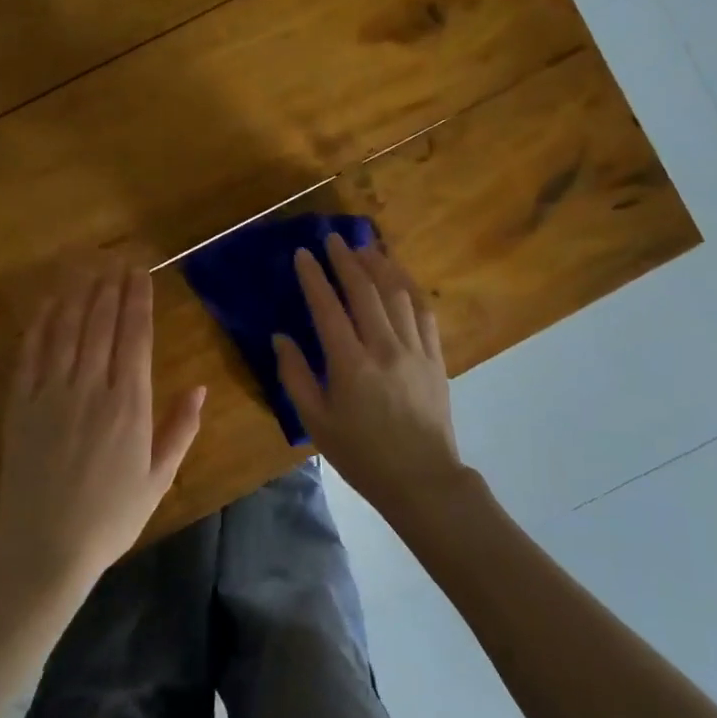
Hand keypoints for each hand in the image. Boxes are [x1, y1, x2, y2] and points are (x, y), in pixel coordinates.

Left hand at [0, 261, 204, 588]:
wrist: (44, 547)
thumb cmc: (110, 516)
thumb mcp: (159, 478)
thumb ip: (181, 430)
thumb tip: (202, 388)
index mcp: (130, 405)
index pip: (136, 338)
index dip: (138, 301)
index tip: (140, 273)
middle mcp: (91, 389)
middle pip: (101, 324)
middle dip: (110, 287)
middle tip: (115, 259)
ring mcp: (51, 394)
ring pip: (67, 331)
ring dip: (78, 295)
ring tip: (86, 268)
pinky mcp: (20, 405)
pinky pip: (30, 354)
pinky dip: (40, 324)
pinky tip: (48, 304)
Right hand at [273, 233, 473, 520]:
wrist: (422, 479)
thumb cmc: (362, 455)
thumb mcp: (317, 423)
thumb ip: (295, 377)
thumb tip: (280, 338)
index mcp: (350, 364)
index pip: (328, 308)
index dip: (313, 277)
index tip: (303, 253)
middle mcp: (384, 347)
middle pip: (364, 291)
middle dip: (346, 260)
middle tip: (333, 238)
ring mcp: (415, 349)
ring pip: (397, 294)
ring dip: (379, 265)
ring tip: (365, 246)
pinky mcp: (436, 357)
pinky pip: (424, 312)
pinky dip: (410, 288)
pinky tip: (400, 277)